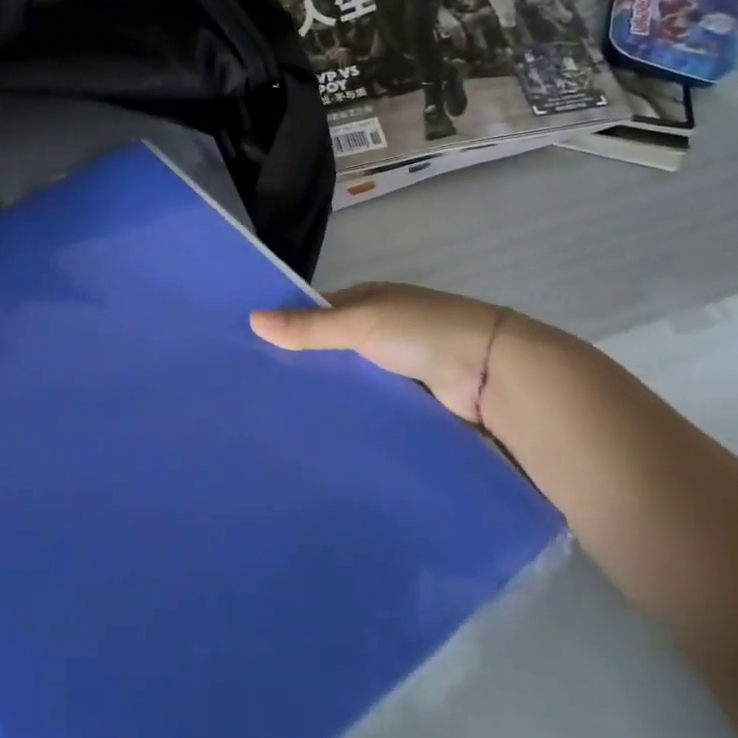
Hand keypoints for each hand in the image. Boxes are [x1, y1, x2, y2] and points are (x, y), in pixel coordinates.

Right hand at [250, 282, 508, 421]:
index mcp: (364, 302)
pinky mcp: (407, 403)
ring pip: (346, 381)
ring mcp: (393, 369)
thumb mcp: (360, 322)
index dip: (283, 326)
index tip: (244, 348)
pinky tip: (318, 435)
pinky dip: (349, 415)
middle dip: (299, 366)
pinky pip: (368, 407)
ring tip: (275, 421)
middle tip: (253, 394)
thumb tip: (252, 320)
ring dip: (323, 395)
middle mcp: (376, 332)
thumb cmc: (423, 331)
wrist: (493, 374)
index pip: (312, 312)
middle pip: (328, 349)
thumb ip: (310, 327)